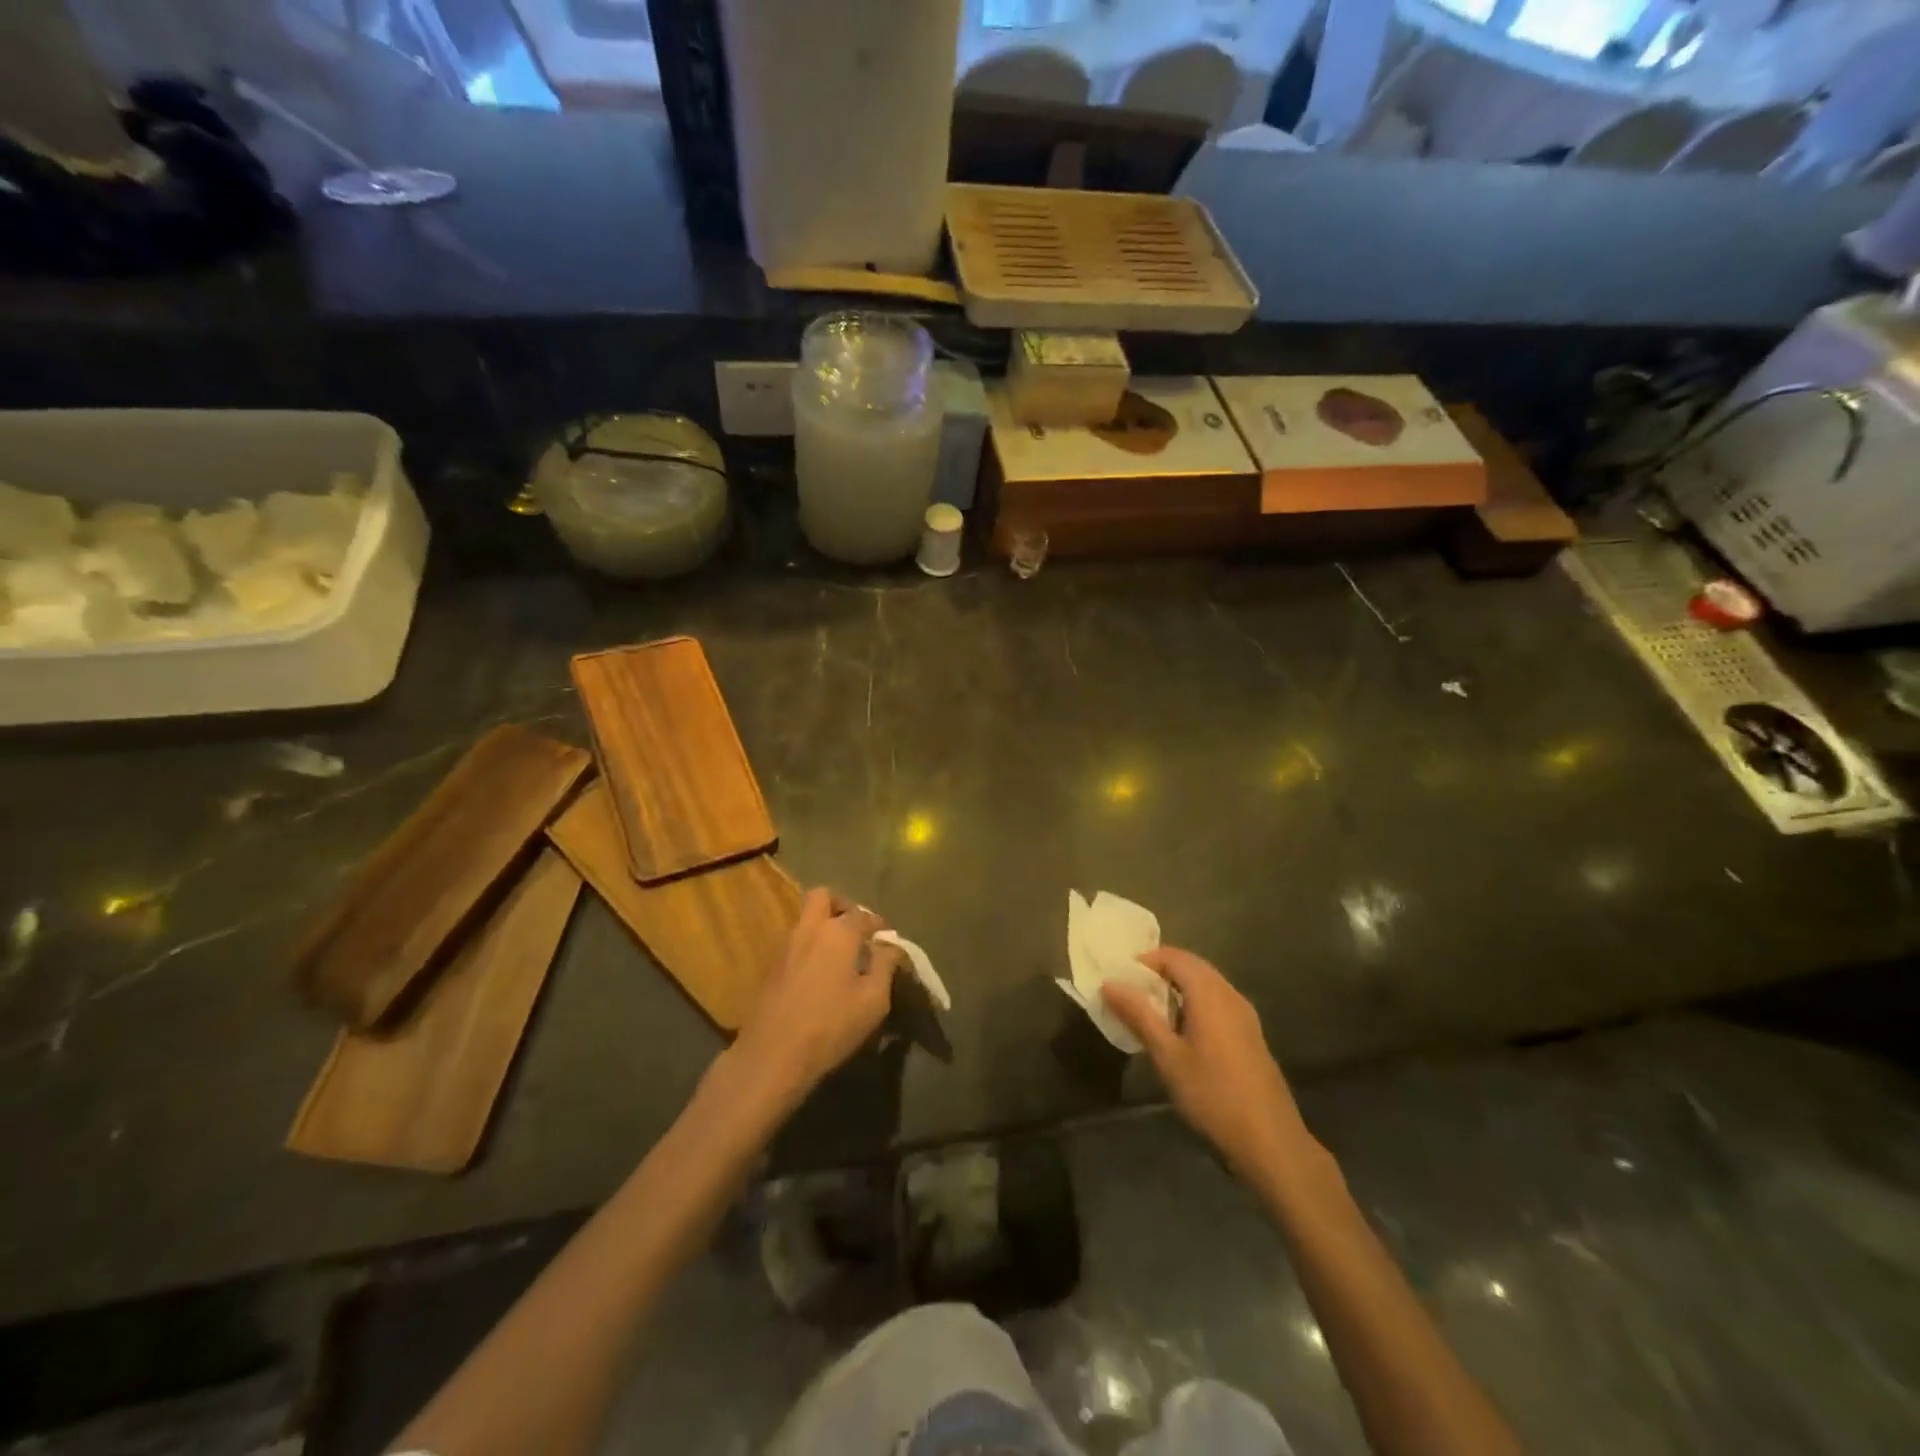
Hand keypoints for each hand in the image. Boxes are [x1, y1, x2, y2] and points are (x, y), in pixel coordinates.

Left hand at [733, 888, 901, 1101]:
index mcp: (838, 932)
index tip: (888, 940)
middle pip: (823, 897)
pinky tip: (818, 974)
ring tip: (839, 955)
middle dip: (842, 906)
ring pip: (805, 919)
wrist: (772, 1055)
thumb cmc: (831, 1025)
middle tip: (856, 930)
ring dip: (823, 926)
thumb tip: (890, 946)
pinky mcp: (769, 965)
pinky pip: (794, 941)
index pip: (864, 915)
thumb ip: (885, 966)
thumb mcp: (873, 1000)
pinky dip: (809, 946)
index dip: (879, 925)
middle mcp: (809, 928)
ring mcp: (784, 945)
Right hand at [1102, 947, 1318, 1184]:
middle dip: (1160, 972)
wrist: (1270, 1142)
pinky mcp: (1251, 1035)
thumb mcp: (1167, 1056)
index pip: (1174, 957)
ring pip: (1206, 985)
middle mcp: (1230, 995)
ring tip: (1150, 1012)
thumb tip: (1110, 982)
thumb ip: (1139, 1015)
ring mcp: (1245, 1015)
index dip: (1145, 961)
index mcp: (1210, 994)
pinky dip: (1194, 1004)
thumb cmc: (1213, 1095)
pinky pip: (1218, 1003)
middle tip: (1131, 993)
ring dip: (1177, 988)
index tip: (1120, 978)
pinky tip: (1181, 1033)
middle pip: (1192, 967)